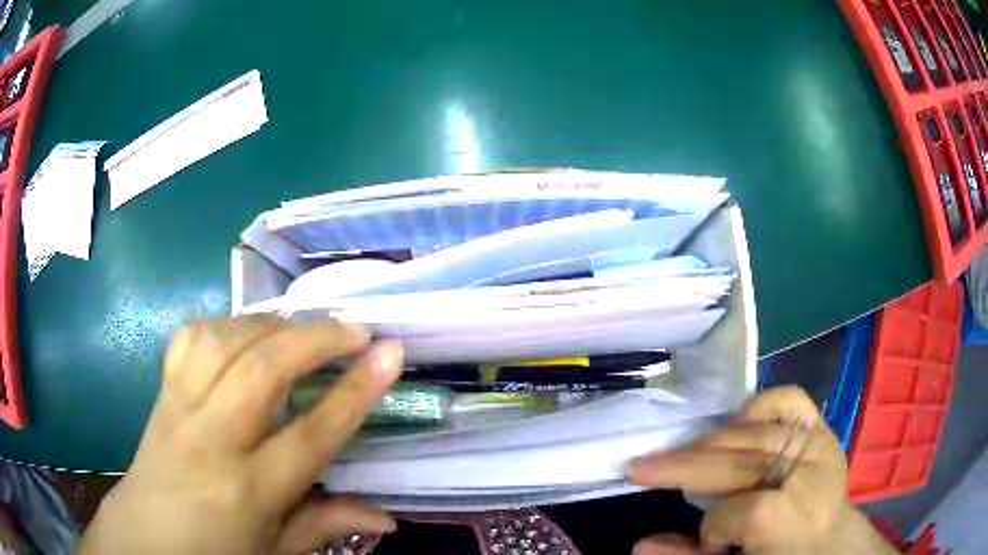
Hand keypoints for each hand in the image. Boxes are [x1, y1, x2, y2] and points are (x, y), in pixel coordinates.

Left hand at [79, 316, 403, 554]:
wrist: (145, 538)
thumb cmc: (215, 551)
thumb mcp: (276, 551)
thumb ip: (326, 524)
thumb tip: (389, 519)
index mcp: (248, 491)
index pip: (311, 435)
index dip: (355, 391)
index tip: (389, 352)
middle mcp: (212, 440)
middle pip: (264, 370)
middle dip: (316, 338)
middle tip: (353, 330)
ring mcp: (180, 408)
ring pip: (225, 341)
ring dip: (271, 325)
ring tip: (301, 332)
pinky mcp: (162, 391)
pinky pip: (192, 338)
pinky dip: (227, 325)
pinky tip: (245, 337)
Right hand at [628, 387, 897, 554]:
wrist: (832, 541)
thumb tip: (639, 544)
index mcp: (802, 522)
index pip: (752, 512)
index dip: (716, 527)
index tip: (707, 542)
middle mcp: (815, 475)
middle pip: (746, 461)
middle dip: (687, 466)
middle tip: (640, 467)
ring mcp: (821, 445)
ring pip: (757, 431)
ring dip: (710, 442)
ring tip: (680, 456)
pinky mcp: (823, 429)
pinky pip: (792, 400)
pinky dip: (760, 404)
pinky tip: (736, 421)